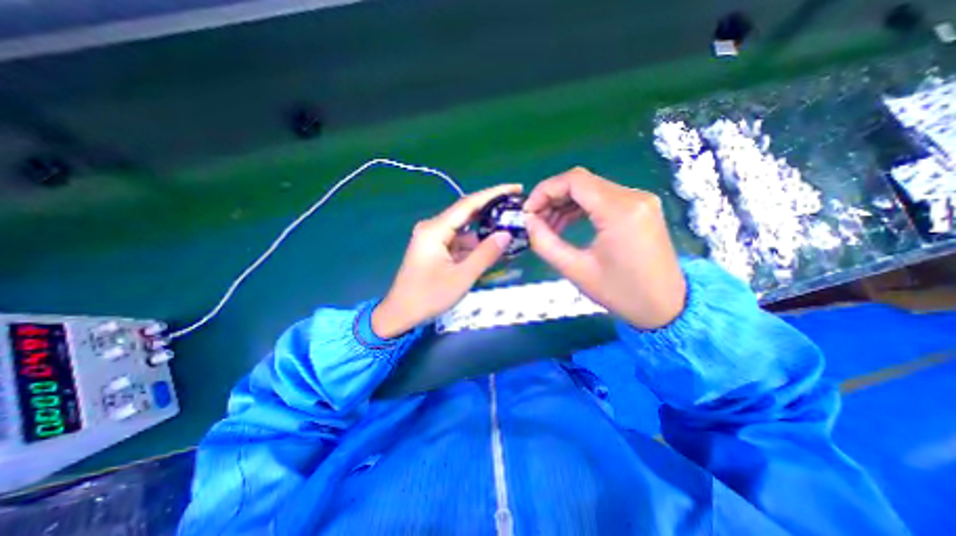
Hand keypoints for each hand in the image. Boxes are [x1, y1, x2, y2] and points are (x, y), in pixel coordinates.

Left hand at [374, 183, 521, 336]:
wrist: (401, 314)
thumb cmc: (428, 297)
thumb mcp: (462, 277)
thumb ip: (485, 254)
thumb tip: (506, 234)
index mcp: (435, 230)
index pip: (468, 204)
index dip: (494, 194)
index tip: (515, 188)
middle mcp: (432, 228)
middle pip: (466, 212)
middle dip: (491, 210)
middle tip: (515, 208)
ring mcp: (433, 238)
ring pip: (464, 228)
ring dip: (484, 230)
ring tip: (509, 229)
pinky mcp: (435, 249)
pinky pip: (458, 240)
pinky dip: (474, 243)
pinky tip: (491, 247)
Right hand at [521, 168, 687, 328]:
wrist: (666, 306)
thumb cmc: (621, 293)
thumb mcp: (576, 270)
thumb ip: (545, 243)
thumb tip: (528, 221)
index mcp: (619, 211)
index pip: (574, 180)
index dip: (544, 190)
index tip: (528, 212)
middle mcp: (633, 197)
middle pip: (581, 182)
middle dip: (552, 198)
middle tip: (535, 221)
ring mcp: (639, 200)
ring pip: (590, 189)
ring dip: (564, 203)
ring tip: (548, 226)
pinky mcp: (640, 208)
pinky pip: (602, 198)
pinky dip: (580, 207)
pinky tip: (566, 224)